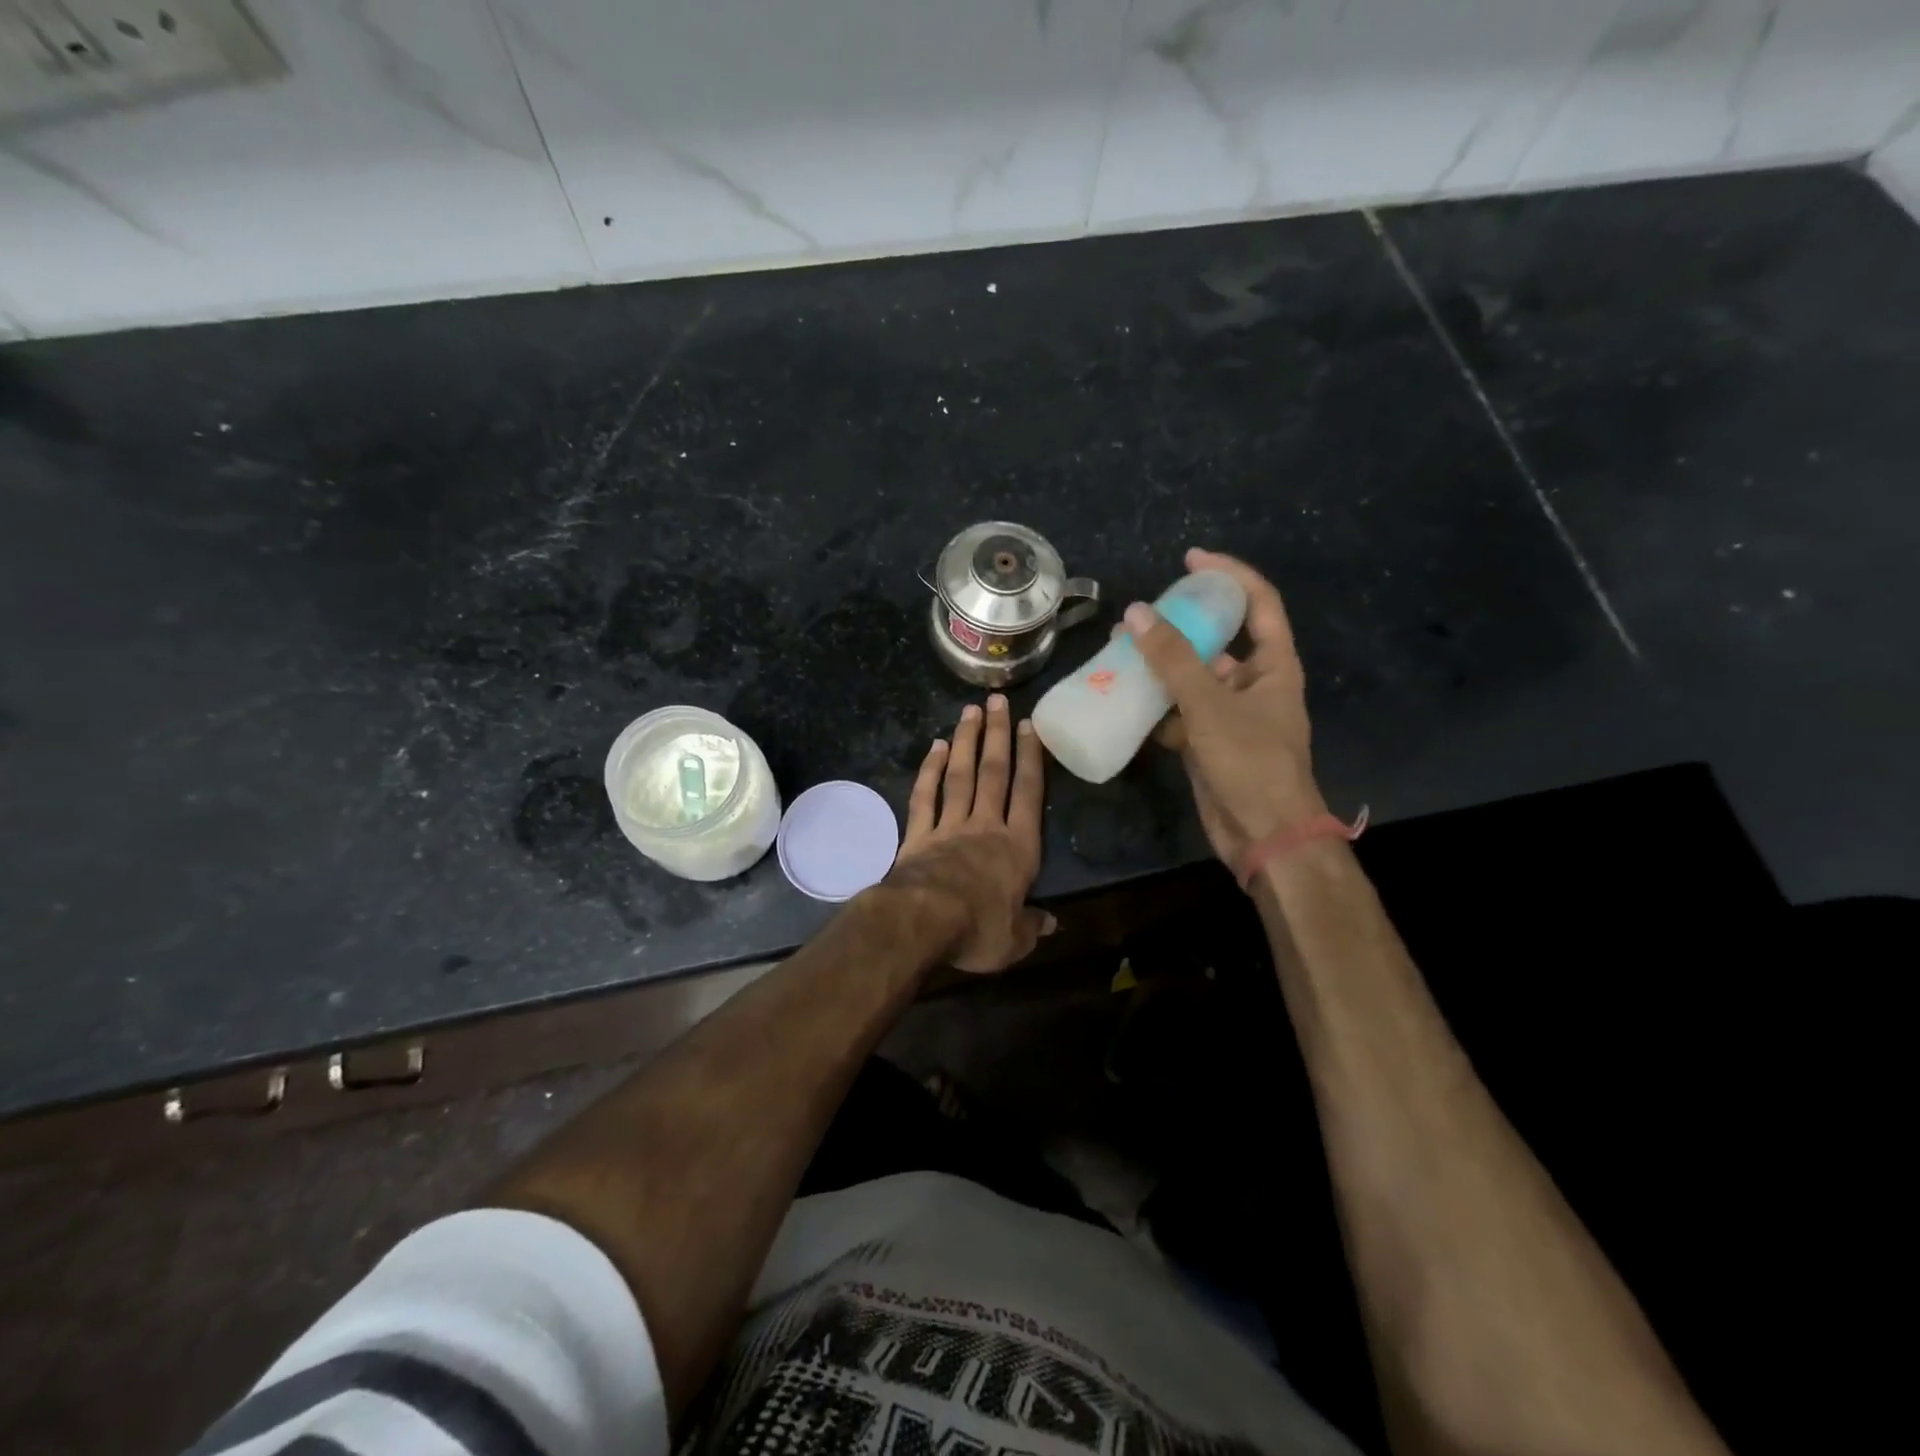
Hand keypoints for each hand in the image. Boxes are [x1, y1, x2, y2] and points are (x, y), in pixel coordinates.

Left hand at [883, 694, 1054, 972]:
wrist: (924, 922)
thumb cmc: (978, 929)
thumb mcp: (1014, 940)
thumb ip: (1031, 926)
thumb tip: (1052, 925)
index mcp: (1017, 847)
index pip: (1028, 793)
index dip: (1031, 758)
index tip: (1030, 726)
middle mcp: (985, 827)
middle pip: (994, 773)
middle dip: (998, 735)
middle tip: (998, 700)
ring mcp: (949, 826)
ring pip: (961, 776)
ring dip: (967, 742)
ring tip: (970, 711)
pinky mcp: (919, 835)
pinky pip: (925, 796)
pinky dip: (930, 771)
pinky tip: (935, 747)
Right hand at [1126, 548, 1326, 865]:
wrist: (1263, 835)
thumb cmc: (1249, 761)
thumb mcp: (1210, 704)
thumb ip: (1172, 659)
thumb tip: (1135, 613)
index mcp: (1273, 665)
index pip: (1258, 602)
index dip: (1228, 574)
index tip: (1191, 559)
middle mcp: (1254, 684)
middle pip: (1218, 639)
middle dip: (1181, 625)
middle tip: (1140, 615)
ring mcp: (1230, 715)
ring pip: (1192, 679)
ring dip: (1160, 667)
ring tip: (1120, 653)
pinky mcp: (1209, 743)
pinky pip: (1179, 713)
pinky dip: (1155, 707)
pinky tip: (1124, 699)